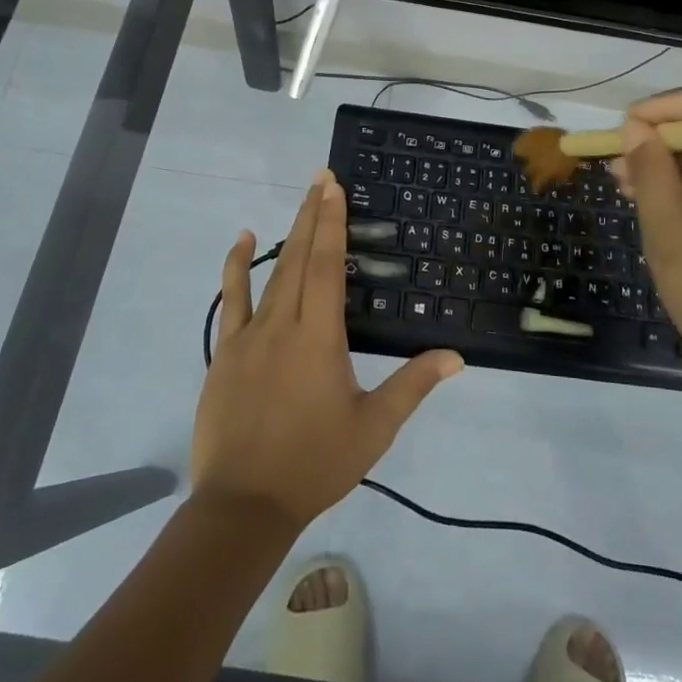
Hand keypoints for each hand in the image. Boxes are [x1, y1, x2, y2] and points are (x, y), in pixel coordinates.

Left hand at [193, 170, 463, 531]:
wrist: (244, 504)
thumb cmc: (315, 463)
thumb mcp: (373, 428)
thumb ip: (412, 386)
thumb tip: (455, 356)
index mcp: (319, 338)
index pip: (327, 266)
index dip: (331, 222)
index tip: (334, 187)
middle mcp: (283, 324)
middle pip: (299, 257)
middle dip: (312, 214)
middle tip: (322, 177)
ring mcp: (249, 335)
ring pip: (270, 272)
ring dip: (287, 233)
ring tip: (301, 200)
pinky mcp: (226, 350)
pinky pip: (232, 298)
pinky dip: (235, 266)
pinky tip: (241, 240)